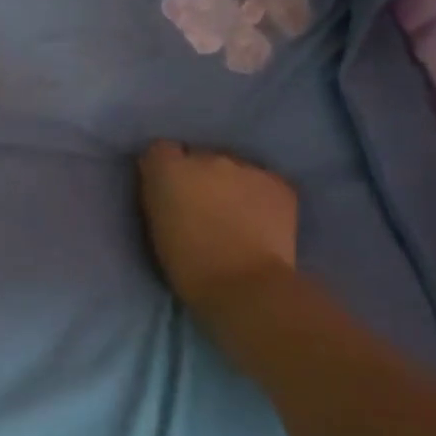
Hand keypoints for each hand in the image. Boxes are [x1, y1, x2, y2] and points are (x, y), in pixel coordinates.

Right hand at [137, 140, 299, 318]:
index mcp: (169, 169)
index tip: (169, 190)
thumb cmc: (188, 266)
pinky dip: (260, 197)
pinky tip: (261, 222)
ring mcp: (246, 167)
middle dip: (201, 176)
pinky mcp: (278, 183)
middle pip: (200, 157)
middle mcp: (207, 157)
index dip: (165, 168)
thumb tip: (168, 186)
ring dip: (231, 185)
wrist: (245, 286)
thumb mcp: (157, 227)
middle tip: (205, 207)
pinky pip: (263, 182)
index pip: (160, 149)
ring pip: (234, 169)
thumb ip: (160, 196)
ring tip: (237, 216)